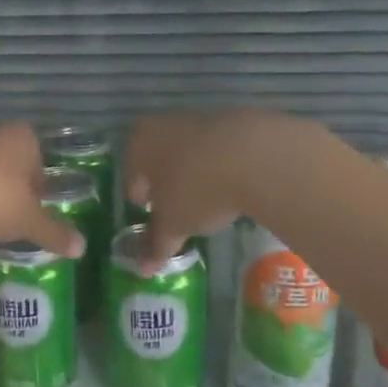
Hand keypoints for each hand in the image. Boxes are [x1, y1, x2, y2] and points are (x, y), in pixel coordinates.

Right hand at [123, 109, 282, 268]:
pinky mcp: (234, 118)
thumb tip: (143, 269)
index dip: (142, 204)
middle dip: (167, 184)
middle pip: (159, 160)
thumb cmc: (197, 189)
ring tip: (211, 199)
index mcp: (138, 145)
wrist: (257, 155)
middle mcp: (163, 124)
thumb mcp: (174, 224)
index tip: (156, 220)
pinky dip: (222, 164)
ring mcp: (200, 117)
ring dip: (195, 172)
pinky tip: (235, 184)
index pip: (131, 179)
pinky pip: (219, 148)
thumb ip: (156, 244)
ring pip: (189, 151)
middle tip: (180, 210)